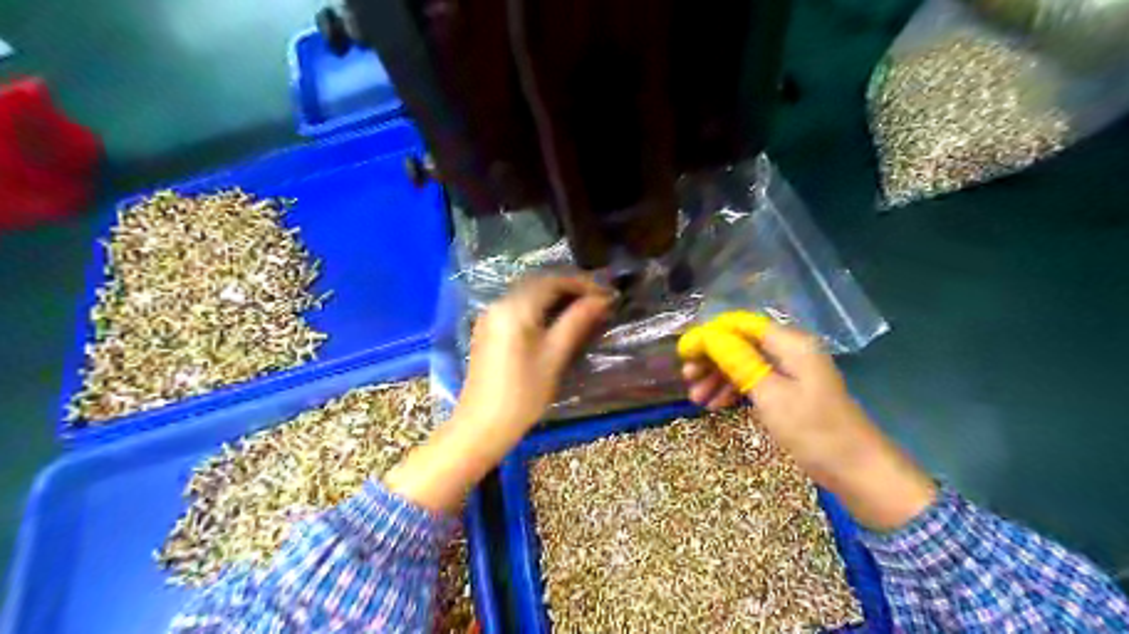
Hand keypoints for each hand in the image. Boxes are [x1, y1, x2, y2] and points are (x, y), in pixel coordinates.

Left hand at [385, 275, 612, 511]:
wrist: (482, 425)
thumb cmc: (523, 394)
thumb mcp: (555, 356)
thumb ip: (577, 321)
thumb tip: (602, 299)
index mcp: (514, 308)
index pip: (553, 280)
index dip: (583, 283)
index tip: (607, 294)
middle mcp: (499, 303)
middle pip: (539, 282)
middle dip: (570, 286)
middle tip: (598, 299)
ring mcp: (490, 315)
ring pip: (528, 293)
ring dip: (556, 295)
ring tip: (583, 308)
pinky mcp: (488, 328)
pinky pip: (518, 306)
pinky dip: (540, 306)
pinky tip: (557, 319)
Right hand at [677, 315, 935, 530]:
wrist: (856, 470)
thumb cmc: (812, 430)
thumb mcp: (769, 394)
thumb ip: (737, 360)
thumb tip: (707, 335)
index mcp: (790, 343)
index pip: (741, 324)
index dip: (709, 334)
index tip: (683, 353)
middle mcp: (790, 351)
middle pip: (741, 343)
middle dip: (712, 359)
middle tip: (687, 379)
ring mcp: (790, 372)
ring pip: (745, 364)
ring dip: (719, 378)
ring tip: (697, 400)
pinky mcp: (790, 392)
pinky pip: (755, 381)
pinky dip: (734, 390)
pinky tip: (717, 406)